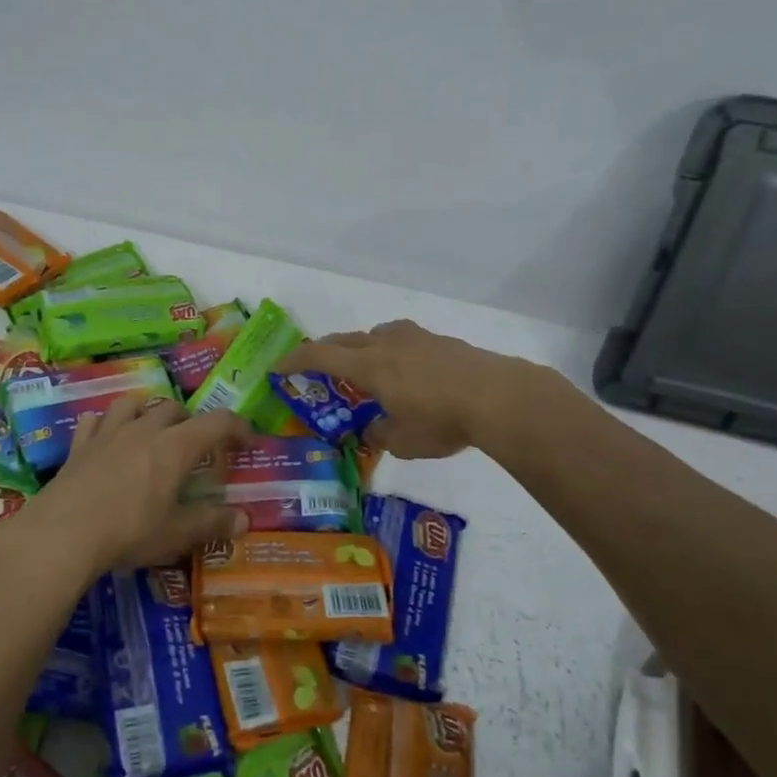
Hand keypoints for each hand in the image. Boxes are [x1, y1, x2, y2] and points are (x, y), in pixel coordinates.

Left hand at [0, 397, 253, 586]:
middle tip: (196, 446)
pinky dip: (105, 424)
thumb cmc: (129, 532)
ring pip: (133, 404)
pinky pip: (94, 420)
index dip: (238, 428)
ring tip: (152, 431)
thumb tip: (245, 520)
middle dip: (191, 421)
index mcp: (175, 447)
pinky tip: (106, 437)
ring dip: (148, 412)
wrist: (63, 534)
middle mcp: (144, 430)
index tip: (248, 442)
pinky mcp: (79, 446)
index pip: (217, 423)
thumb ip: (212, 524)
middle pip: (174, 408)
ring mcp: (108, 434)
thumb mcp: (177, 534)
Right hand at [276, 320, 511, 459]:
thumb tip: (373, 428)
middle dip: (325, 350)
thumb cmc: (441, 420)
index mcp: (369, 366)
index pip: (320, 355)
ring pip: (377, 334)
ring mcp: (417, 338)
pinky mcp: (442, 342)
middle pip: (345, 339)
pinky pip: (404, 340)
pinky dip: (392, 351)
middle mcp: (387, 344)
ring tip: (366, 366)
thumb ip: (380, 433)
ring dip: (362, 347)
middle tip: (315, 365)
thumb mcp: (403, 441)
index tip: (278, 367)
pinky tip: (407, 370)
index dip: (295, 360)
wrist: (498, 397)